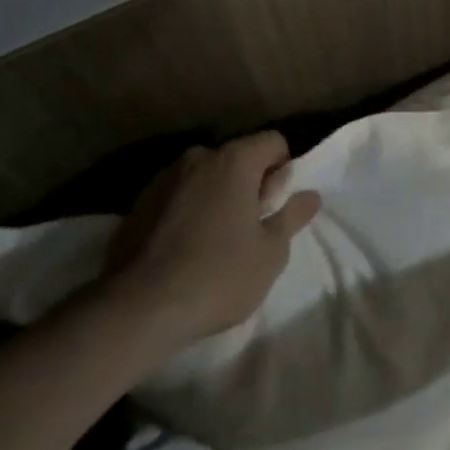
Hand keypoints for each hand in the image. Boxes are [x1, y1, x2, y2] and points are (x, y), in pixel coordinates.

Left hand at [103, 131, 321, 346]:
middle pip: (237, 158)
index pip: (273, 141)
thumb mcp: (270, 253)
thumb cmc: (218, 275)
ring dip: (215, 197)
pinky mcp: (138, 203)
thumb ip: (292, 216)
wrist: (138, 308)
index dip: (282, 169)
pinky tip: (182, 250)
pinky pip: (176, 196)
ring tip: (212, 243)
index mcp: (235, 160)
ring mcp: (164, 178)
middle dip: (248, 184)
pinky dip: (186, 211)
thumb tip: (311, 195)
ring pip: (204, 177)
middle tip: (248, 229)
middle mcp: (199, 156)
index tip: (274, 206)